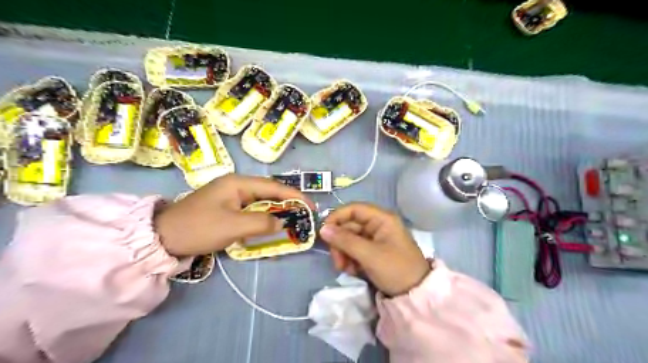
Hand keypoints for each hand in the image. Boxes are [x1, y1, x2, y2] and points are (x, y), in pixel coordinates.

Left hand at [153, 175, 312, 256]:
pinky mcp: (226, 206)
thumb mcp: (233, 226)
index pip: (273, 186)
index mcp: (238, 183)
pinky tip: (269, 225)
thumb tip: (282, 223)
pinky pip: (251, 209)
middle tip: (303, 215)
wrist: (163, 236)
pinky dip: (263, 217)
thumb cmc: (199, 227)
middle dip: (287, 202)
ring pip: (260, 201)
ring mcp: (230, 195)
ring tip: (291, 220)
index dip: (294, 195)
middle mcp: (236, 185)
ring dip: (276, 210)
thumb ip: (262, 223)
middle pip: (269, 192)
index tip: (311, 206)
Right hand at [319, 202, 428, 296]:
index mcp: (382, 219)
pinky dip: (350, 259)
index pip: (354, 209)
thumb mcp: (369, 255)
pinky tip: (352, 271)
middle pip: (349, 226)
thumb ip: (345, 240)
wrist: (415, 295)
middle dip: (340, 243)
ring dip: (343, 253)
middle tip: (337, 261)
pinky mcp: (373, 252)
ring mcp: (375, 239)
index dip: (337, 217)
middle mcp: (378, 225)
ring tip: (345, 269)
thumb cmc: (395, 269)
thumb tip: (322, 229)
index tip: (323, 232)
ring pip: (349, 239)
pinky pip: (355, 250)